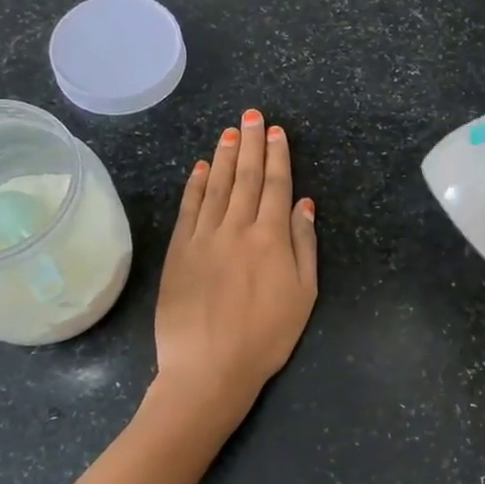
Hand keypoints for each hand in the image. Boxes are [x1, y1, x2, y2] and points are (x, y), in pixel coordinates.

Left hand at [152, 108, 317, 434]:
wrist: (209, 368)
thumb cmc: (266, 337)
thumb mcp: (303, 295)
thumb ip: (305, 245)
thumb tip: (305, 204)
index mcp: (272, 238)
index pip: (276, 186)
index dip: (277, 156)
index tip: (275, 131)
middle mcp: (237, 228)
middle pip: (247, 178)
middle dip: (251, 144)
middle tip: (251, 115)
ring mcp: (204, 237)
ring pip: (217, 186)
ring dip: (225, 156)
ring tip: (230, 132)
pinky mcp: (179, 251)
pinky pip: (189, 209)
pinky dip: (196, 184)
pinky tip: (201, 167)